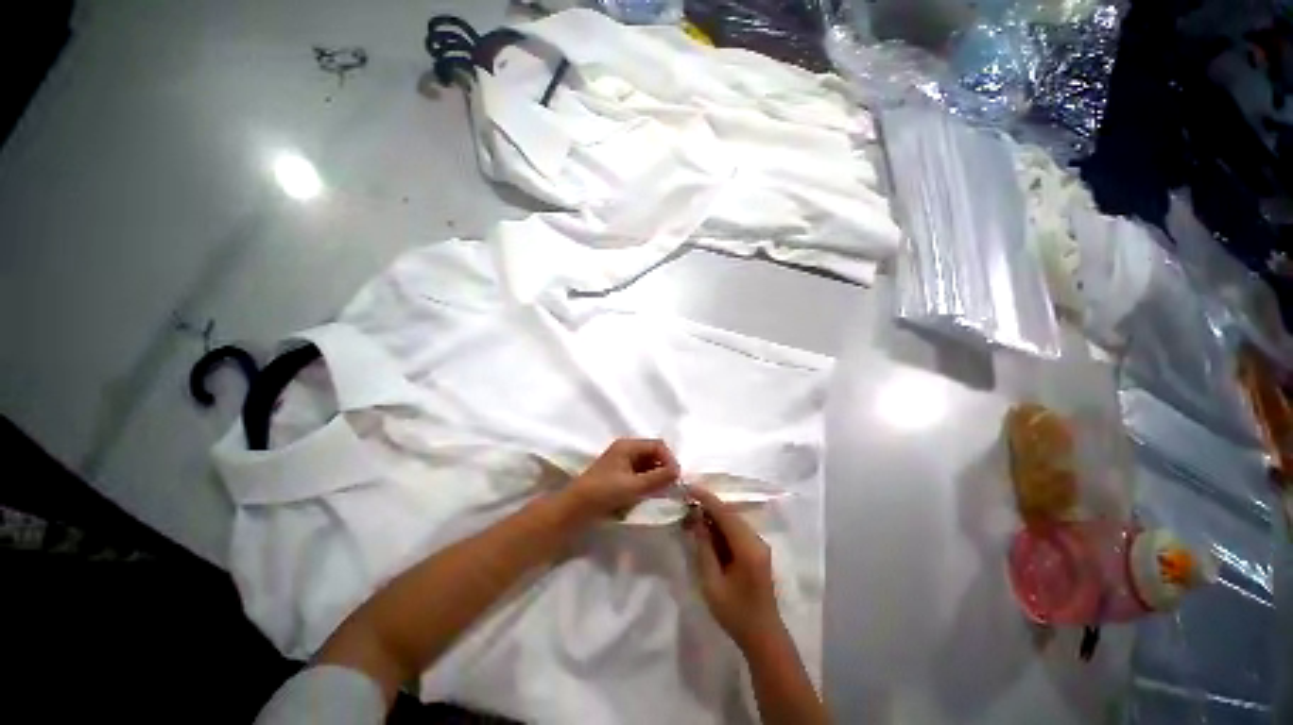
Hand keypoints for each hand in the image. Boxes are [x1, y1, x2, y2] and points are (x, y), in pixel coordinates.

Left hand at [561, 439, 679, 523]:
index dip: (669, 459)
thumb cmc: (604, 492)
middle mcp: (626, 450)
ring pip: (647, 465)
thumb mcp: (634, 486)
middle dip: (664, 468)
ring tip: (662, 492)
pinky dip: (648, 482)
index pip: (658, 445)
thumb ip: (658, 478)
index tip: (676, 478)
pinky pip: (639, 474)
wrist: (574, 509)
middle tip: (671, 486)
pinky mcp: (618, 476)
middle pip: (653, 453)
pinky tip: (651, 494)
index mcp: (628, 445)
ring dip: (656, 476)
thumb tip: (678, 471)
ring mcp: (621, 462)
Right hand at [686, 486, 782, 649]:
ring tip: (691, 516)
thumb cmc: (735, 613)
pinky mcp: (756, 551)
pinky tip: (706, 531)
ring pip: (733, 521)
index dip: (706, 498)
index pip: (725, 513)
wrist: (763, 636)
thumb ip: (704, 548)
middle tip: (685, 503)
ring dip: (713, 516)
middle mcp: (756, 540)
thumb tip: (696, 519)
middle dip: (708, 505)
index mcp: (747, 547)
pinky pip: (736, 530)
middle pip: (730, 514)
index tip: (688, 488)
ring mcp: (758, 545)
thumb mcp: (712, 582)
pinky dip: (720, 526)